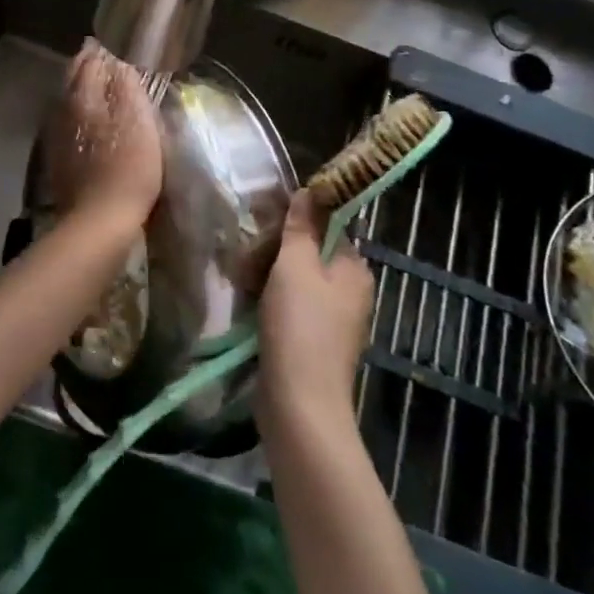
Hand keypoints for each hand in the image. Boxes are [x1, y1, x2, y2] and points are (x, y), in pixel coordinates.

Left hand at [42, 40, 163, 228]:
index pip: (88, 62)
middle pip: (72, 80)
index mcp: (82, 97)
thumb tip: (119, 61)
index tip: (112, 46)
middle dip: (86, 67)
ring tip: (98, 87)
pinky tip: (89, 122)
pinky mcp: (58, 160)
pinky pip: (67, 125)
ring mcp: (56, 137)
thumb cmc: (128, 167)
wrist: (100, 219)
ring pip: (67, 102)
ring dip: (81, 90)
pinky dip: (78, 115)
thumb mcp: (138, 121)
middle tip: (103, 61)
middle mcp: (63, 111)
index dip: (101, 53)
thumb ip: (127, 86)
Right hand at [258, 190, 375, 430]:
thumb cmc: (300, 326)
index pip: (329, 227)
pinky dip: (269, 302)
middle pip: (310, 254)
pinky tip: (246, 303)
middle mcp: (350, 292)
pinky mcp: (312, 342)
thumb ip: (301, 227)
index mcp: (355, 269)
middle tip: (244, 252)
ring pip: (296, 282)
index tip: (263, 218)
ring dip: (267, 276)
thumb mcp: (296, 266)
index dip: (297, 219)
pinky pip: (290, 308)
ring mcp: (332, 320)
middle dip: (275, 250)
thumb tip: (310, 191)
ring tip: (239, 277)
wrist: (299, 403)